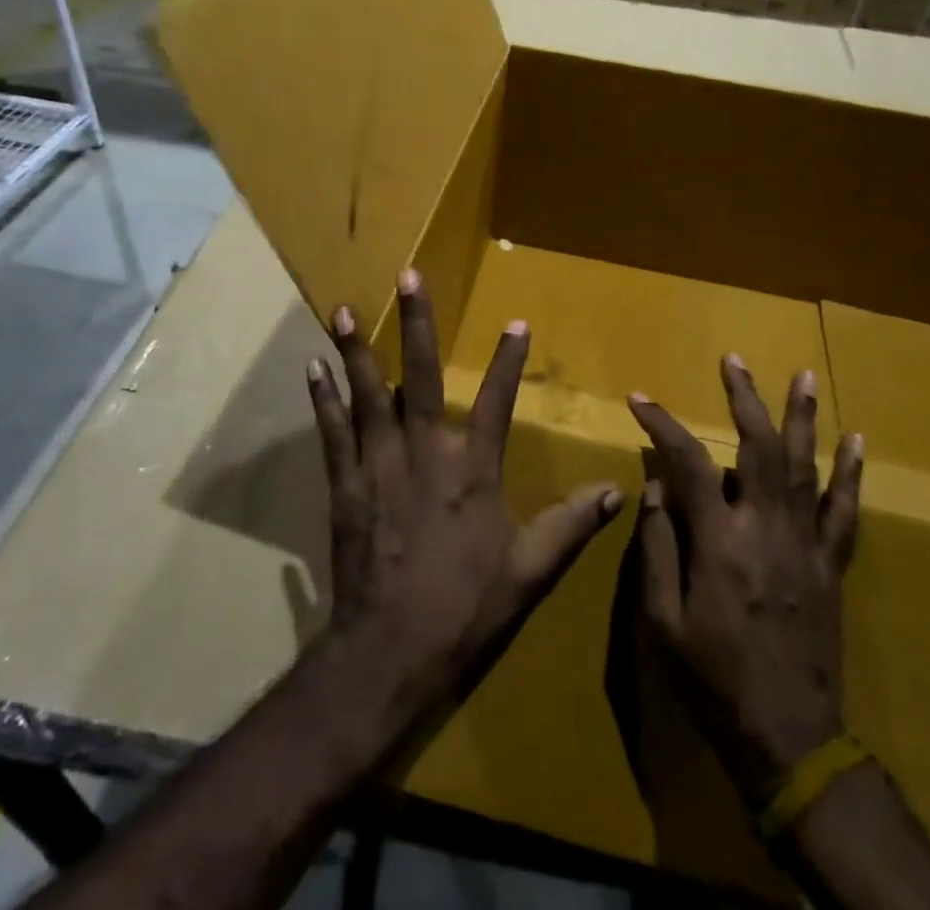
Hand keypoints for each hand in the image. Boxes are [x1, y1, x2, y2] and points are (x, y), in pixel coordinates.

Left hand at [304, 269, 624, 754]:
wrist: (390, 650)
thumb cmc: (465, 608)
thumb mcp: (529, 571)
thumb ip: (571, 526)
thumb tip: (616, 492)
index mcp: (473, 469)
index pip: (499, 402)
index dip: (509, 361)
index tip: (516, 323)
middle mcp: (425, 452)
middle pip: (422, 376)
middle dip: (416, 325)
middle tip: (407, 278)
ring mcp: (379, 465)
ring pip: (368, 394)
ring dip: (356, 351)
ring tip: (344, 310)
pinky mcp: (345, 484)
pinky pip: (332, 432)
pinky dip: (323, 400)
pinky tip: (313, 369)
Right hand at [627, 356, 863, 807]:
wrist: (790, 739)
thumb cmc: (713, 679)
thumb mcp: (661, 621)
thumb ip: (657, 548)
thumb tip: (655, 489)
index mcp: (719, 543)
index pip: (688, 463)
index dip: (662, 424)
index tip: (639, 400)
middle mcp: (766, 530)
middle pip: (758, 448)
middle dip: (744, 399)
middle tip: (733, 361)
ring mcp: (806, 546)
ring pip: (806, 468)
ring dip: (802, 418)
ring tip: (804, 375)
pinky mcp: (831, 567)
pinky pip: (845, 512)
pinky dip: (851, 474)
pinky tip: (857, 441)